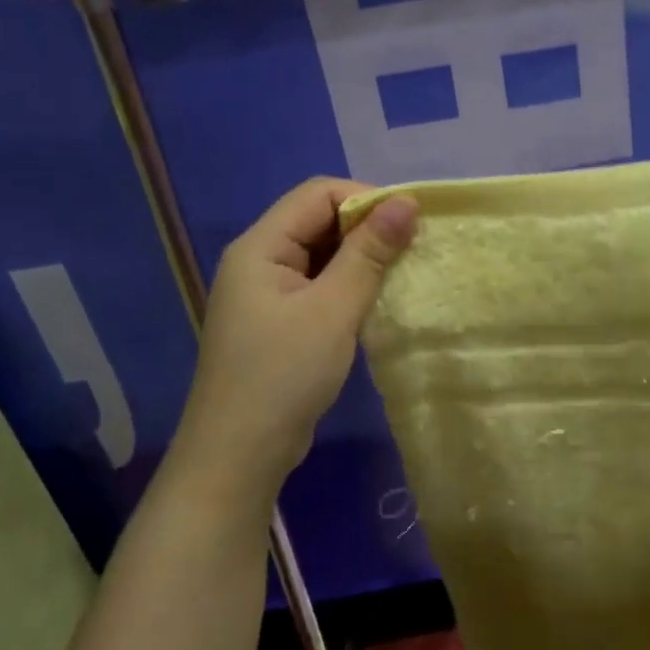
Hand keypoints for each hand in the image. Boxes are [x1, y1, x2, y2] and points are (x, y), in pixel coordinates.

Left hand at [168, 178, 418, 502]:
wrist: (238, 456)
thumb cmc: (284, 375)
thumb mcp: (333, 310)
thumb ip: (369, 252)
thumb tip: (406, 202)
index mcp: (261, 246)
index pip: (317, 194)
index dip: (366, 199)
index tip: (410, 223)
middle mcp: (259, 260)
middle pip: (318, 220)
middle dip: (366, 228)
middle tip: (411, 249)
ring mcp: (266, 293)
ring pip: (321, 254)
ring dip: (360, 258)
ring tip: (401, 273)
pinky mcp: (278, 321)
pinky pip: (318, 284)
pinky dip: (348, 284)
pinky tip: (375, 300)